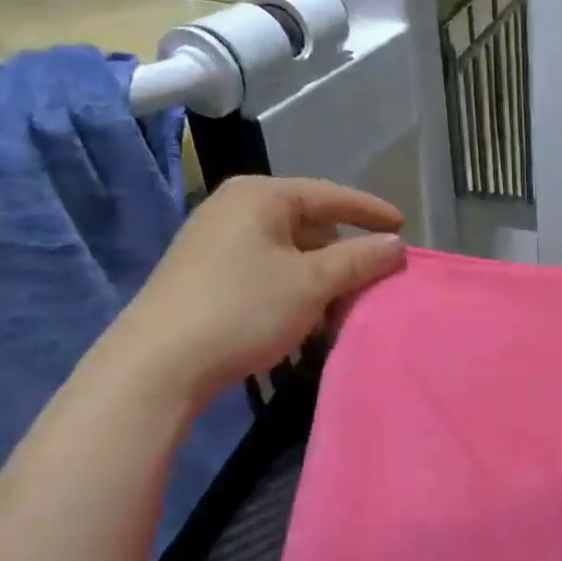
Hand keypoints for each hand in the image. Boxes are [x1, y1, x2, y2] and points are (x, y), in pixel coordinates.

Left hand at [101, 175, 405, 404]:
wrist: (157, 365)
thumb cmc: (243, 309)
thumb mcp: (312, 283)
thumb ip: (360, 259)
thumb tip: (396, 244)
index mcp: (261, 196)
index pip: (331, 195)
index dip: (371, 211)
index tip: (404, 226)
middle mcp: (235, 207)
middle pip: (310, 222)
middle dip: (345, 251)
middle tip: (373, 277)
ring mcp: (215, 239)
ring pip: (289, 249)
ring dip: (321, 274)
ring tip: (342, 304)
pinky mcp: (206, 272)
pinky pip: (267, 267)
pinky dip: (294, 285)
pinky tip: (305, 315)